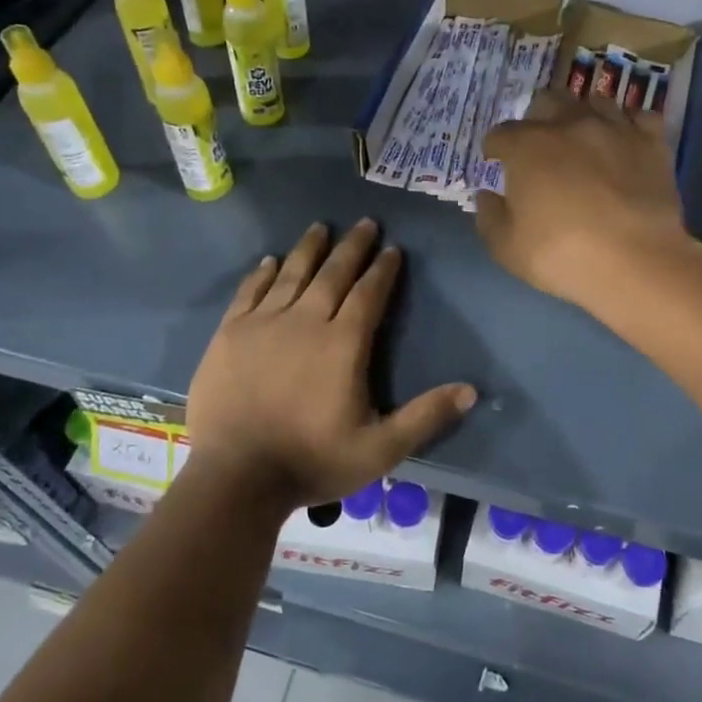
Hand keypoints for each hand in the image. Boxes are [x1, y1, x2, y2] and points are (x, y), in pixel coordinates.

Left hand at [186, 219, 476, 508]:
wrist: (234, 478)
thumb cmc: (311, 462)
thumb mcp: (380, 449)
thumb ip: (425, 417)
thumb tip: (472, 391)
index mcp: (343, 343)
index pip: (369, 294)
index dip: (383, 270)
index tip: (393, 248)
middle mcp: (305, 321)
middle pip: (333, 273)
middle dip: (352, 247)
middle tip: (365, 223)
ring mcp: (263, 324)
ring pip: (292, 274)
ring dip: (309, 248)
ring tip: (320, 226)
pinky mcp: (230, 334)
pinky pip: (249, 292)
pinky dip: (262, 273)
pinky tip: (270, 261)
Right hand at [476, 92, 693, 313]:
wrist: (636, 261)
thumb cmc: (562, 256)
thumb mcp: (507, 248)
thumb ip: (490, 217)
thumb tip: (487, 195)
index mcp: (527, 147)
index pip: (500, 134)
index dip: (495, 149)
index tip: (497, 163)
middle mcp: (569, 124)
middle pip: (546, 101)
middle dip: (537, 118)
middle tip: (539, 145)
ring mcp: (614, 128)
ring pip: (594, 101)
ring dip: (582, 115)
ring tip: (583, 138)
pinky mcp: (651, 141)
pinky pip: (640, 117)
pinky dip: (629, 124)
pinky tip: (625, 140)